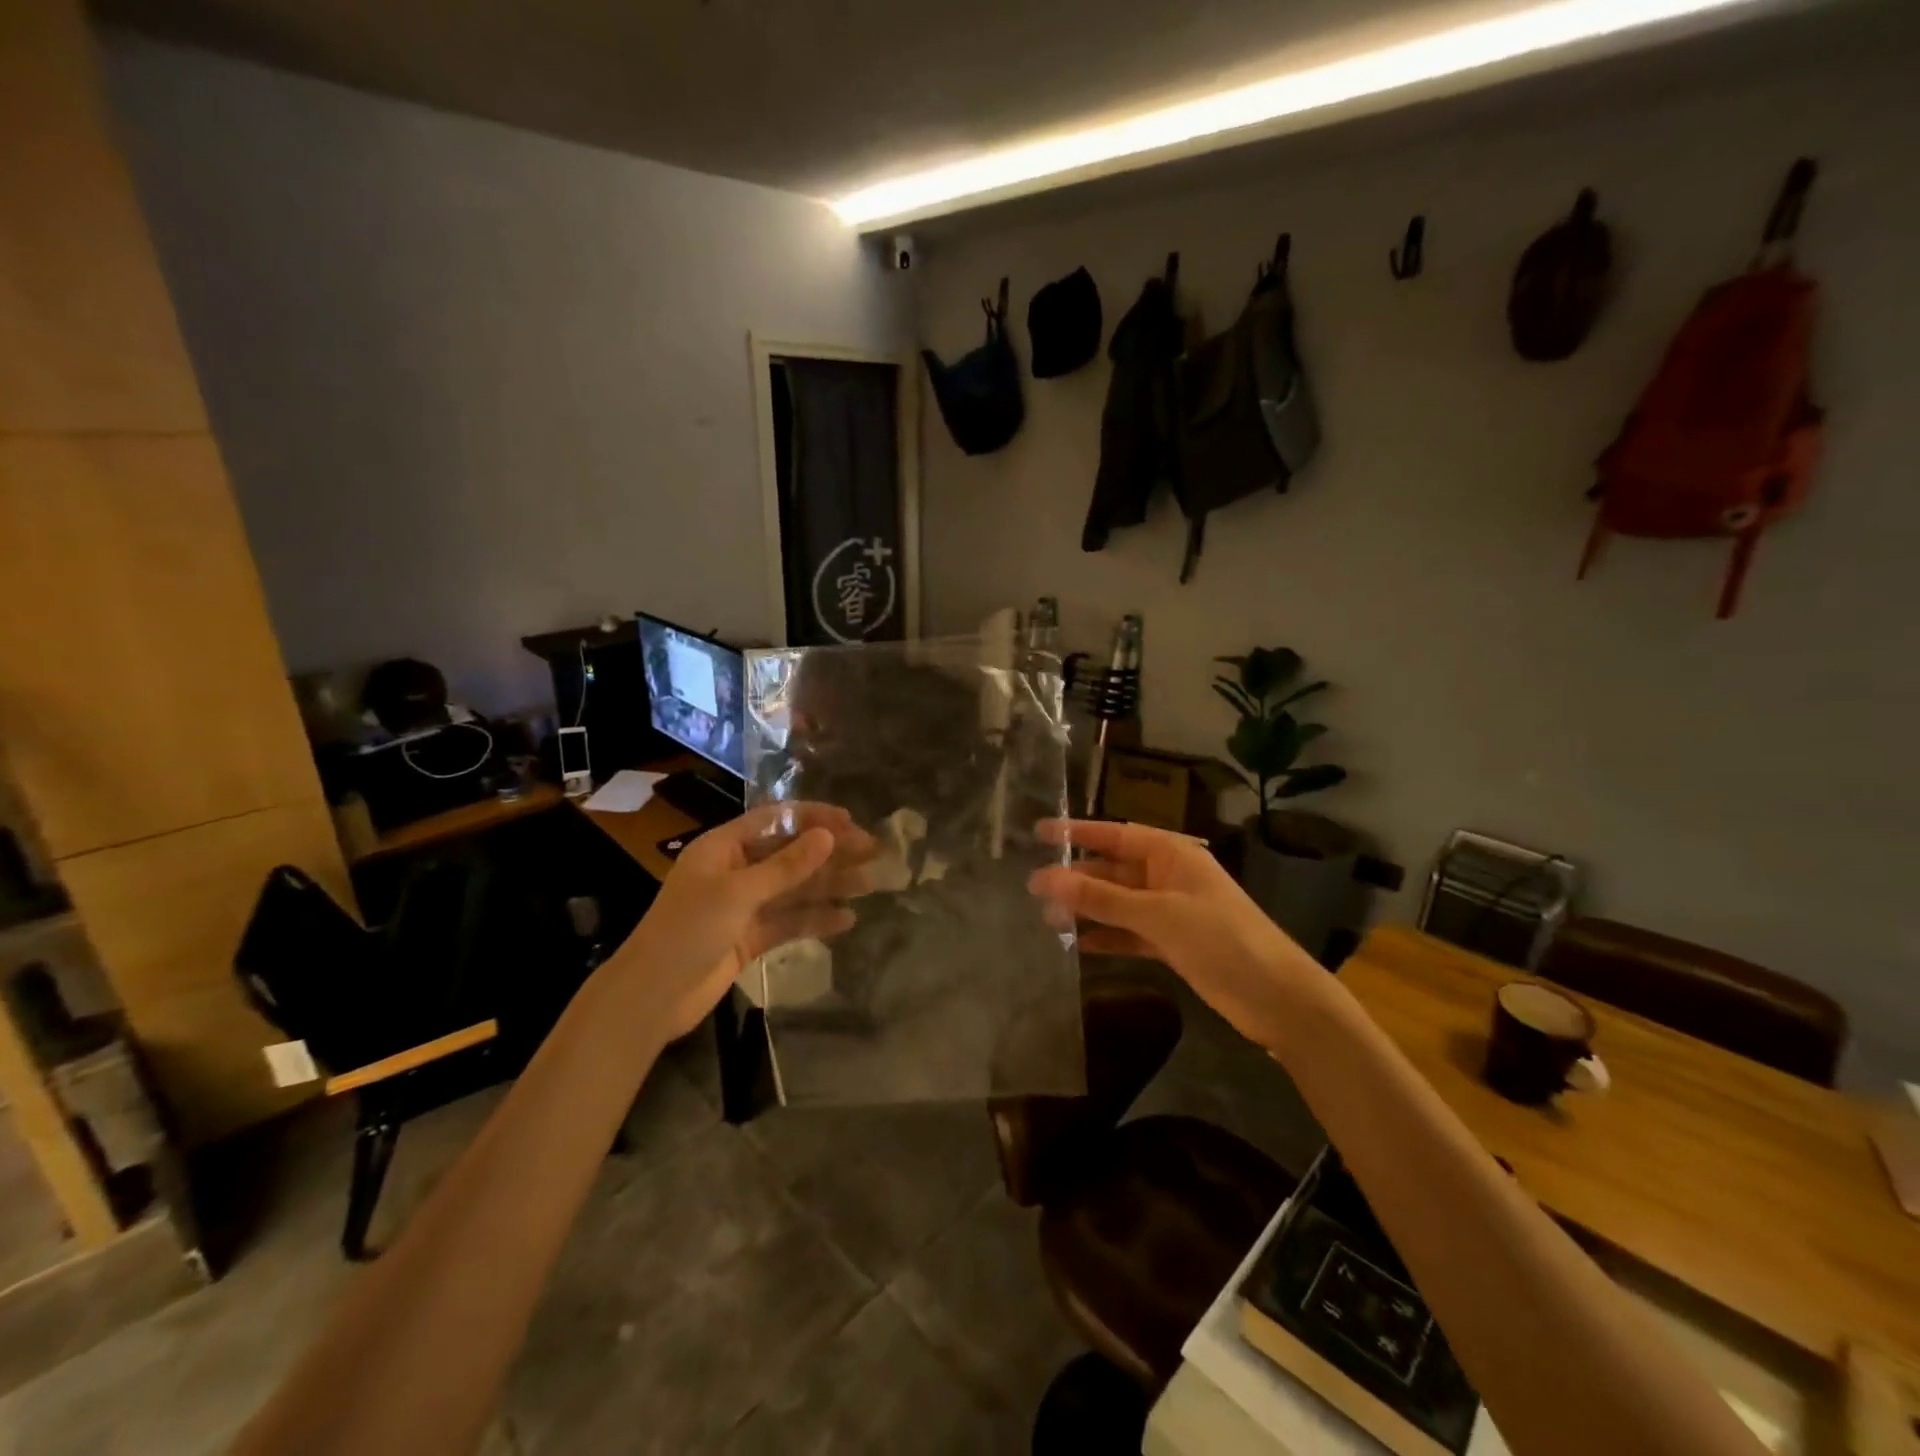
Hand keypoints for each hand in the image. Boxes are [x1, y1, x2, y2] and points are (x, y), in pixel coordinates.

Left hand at [613, 802, 874, 1040]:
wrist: (651, 997)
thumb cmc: (688, 931)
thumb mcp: (738, 893)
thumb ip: (786, 866)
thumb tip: (828, 836)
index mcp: (723, 847)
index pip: (775, 820)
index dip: (813, 818)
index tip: (850, 822)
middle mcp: (735, 871)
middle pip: (789, 854)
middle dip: (830, 852)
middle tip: (872, 852)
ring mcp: (742, 906)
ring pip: (794, 889)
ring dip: (829, 885)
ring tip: (870, 884)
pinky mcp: (749, 938)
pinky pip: (788, 921)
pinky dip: (815, 920)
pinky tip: (846, 920)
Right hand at [1027, 819, 1322, 1047]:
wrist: (1277, 997)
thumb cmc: (1220, 938)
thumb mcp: (1158, 913)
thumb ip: (1101, 897)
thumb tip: (1046, 878)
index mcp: (1172, 854)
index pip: (1116, 835)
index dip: (1077, 832)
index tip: (1040, 832)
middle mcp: (1168, 877)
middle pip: (1113, 870)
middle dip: (1077, 878)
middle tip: (1033, 889)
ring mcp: (1171, 911)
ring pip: (1118, 903)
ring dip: (1088, 909)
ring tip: (1048, 919)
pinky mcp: (1173, 943)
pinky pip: (1130, 933)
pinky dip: (1107, 937)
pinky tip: (1080, 945)